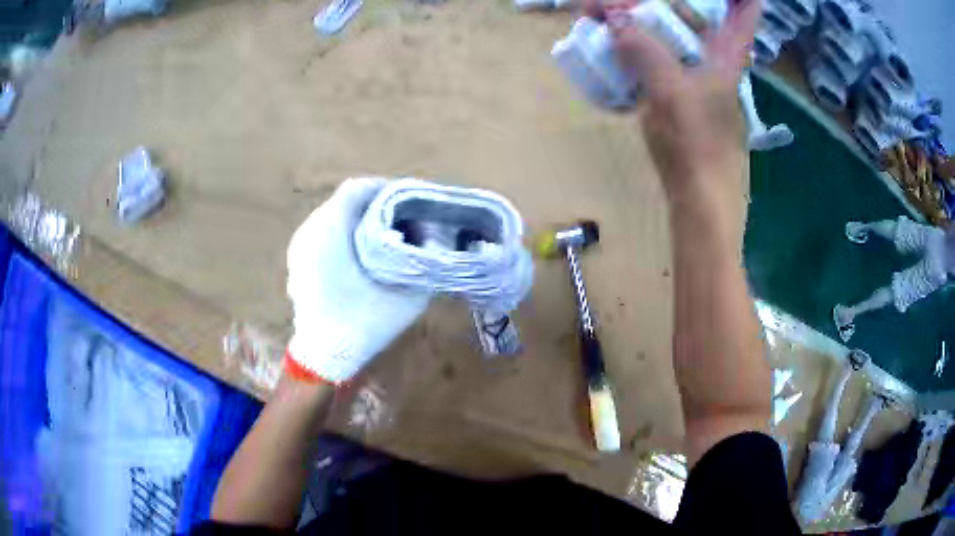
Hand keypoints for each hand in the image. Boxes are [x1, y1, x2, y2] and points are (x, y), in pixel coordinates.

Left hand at [286, 178, 431, 382]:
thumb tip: (436, 240)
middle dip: (375, 205)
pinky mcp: (297, 260)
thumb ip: (424, 262)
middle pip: (345, 201)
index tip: (409, 201)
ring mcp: (299, 245)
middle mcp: (310, 230)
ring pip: (333, 216)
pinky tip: (360, 253)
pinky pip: (323, 232)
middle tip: (402, 219)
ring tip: (384, 236)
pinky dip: (343, 234)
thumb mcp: (406, 295)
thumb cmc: (363, 322)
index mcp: (331, 230)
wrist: (323, 356)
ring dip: (358, 220)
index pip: (357, 189)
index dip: (386, 189)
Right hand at [588, 0, 760, 196]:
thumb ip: (642, 48)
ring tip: (606, 18)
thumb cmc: (695, 143)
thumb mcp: (669, 90)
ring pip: (673, 33)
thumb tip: (613, 17)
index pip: (745, 11)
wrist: (698, 195)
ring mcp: (697, 76)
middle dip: (657, 2)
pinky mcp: (681, 94)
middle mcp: (715, 59)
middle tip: (614, 4)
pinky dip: (638, 46)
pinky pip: (659, 56)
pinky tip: (615, 45)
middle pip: (694, 13)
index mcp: (726, 54)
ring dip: (642, 21)